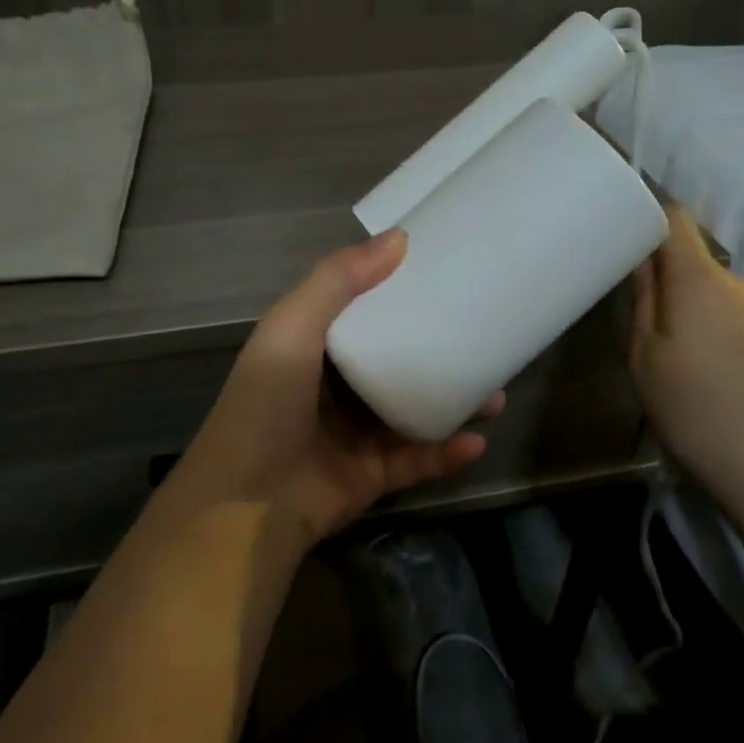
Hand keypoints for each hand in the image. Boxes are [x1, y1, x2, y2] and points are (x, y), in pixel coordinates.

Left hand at [165, 229, 500, 546]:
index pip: (363, 314)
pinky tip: (478, 440)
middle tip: (485, 340)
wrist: (247, 504)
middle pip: (398, 364)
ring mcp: (356, 435)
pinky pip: (419, 460)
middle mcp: (336, 389)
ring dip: (456, 403)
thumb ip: (338, 280)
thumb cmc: (266, 403)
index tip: (445, 277)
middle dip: (441, 352)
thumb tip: (399, 237)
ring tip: (497, 393)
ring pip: (417, 412)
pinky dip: (448, 452)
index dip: (399, 294)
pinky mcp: (373, 476)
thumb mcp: (292, 326)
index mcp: (314, 349)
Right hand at [630, 205, 743, 502]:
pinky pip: (741, 318)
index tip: (625, 238)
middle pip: (696, 261)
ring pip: (719, 294)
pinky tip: (714, 376)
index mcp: (700, 280)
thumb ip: (643, 300)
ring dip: (697, 311)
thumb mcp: (645, 357)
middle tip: (646, 322)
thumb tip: (643, 260)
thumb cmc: (694, 409)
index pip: (676, 219)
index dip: (649, 219)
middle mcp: (742, 283)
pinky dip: (721, 331)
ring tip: (680, 358)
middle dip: (670, 281)